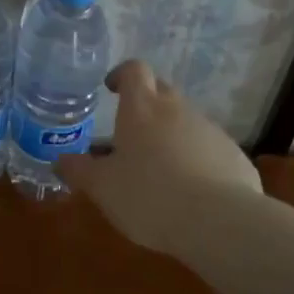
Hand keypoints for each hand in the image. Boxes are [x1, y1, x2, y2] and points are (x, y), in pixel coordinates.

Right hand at [56, 59, 262, 250]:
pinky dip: (196, 159)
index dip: (122, 75)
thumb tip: (59, 160)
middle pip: (161, 91)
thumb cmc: (149, 196)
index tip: (111, 89)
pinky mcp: (234, 155)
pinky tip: (191, 192)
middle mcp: (177, 109)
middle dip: (145, 105)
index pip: (134, 70)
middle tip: (129, 134)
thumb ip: (78, 171)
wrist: (220, 222)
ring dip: (171, 135)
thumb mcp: (102, 188)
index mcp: (142, 109)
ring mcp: (209, 130)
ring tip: (159, 170)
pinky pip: (208, 148)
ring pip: (185, 121)